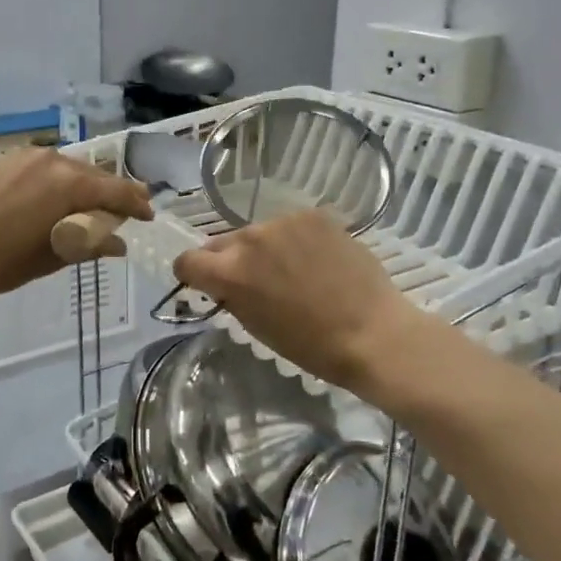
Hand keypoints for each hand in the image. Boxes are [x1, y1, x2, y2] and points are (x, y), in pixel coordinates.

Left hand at [0, 147, 151, 298]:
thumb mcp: (49, 258)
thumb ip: (88, 244)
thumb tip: (116, 244)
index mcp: (69, 184)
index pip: (116, 190)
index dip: (136, 204)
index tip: (148, 216)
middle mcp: (53, 161)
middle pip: (94, 176)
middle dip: (111, 194)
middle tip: (122, 214)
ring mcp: (26, 157)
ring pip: (69, 169)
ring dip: (84, 187)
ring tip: (88, 209)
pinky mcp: (5, 160)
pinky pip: (46, 168)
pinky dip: (59, 183)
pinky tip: (54, 200)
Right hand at [173, 209, 420, 390]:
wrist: (373, 332)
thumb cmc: (311, 345)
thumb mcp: (257, 328)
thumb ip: (232, 297)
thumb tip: (224, 284)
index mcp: (230, 271)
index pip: (188, 260)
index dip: (192, 274)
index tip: (205, 284)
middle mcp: (250, 238)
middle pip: (223, 243)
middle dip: (231, 261)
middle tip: (257, 282)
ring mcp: (284, 222)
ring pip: (259, 233)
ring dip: (265, 249)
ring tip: (294, 271)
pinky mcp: (314, 215)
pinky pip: (291, 226)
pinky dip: (295, 240)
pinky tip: (318, 260)